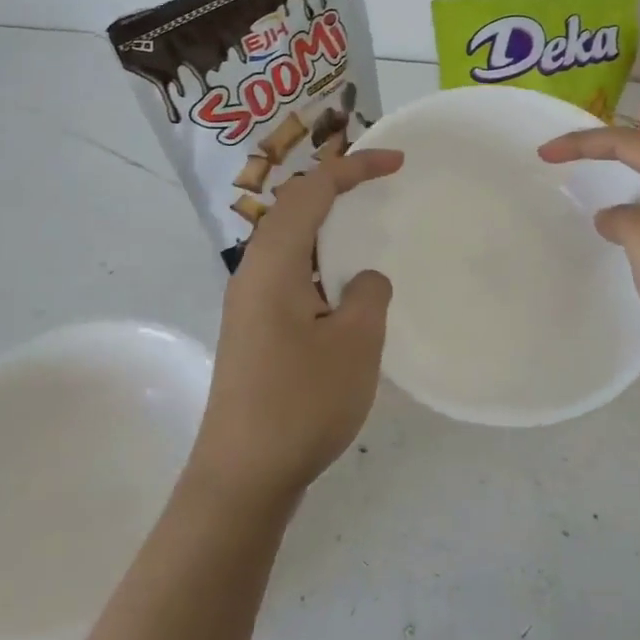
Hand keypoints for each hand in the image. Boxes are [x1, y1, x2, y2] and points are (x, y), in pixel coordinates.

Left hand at [187, 149, 402, 507]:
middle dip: (336, 187)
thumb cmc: (300, 402)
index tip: (396, 163)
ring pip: (289, 243)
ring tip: (365, 225)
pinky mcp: (255, 331)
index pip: (311, 192)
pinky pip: (290, 274)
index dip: (353, 168)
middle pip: (293, 209)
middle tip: (380, 184)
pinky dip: (320, 261)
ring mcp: (249, 304)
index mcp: (272, 264)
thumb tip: (363, 279)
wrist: (242, 476)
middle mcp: (252, 273)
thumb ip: (367, 295)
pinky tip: (344, 287)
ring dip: (327, 225)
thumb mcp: (355, 343)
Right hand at [538, 128, 639, 414]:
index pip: (633, 144)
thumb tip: (614, 217)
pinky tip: (621, 231)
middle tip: (559, 160)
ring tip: (583, 184)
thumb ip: (625, 218)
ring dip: (620, 183)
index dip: (585, 143)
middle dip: (603, 153)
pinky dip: (636, 214)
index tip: (544, 155)